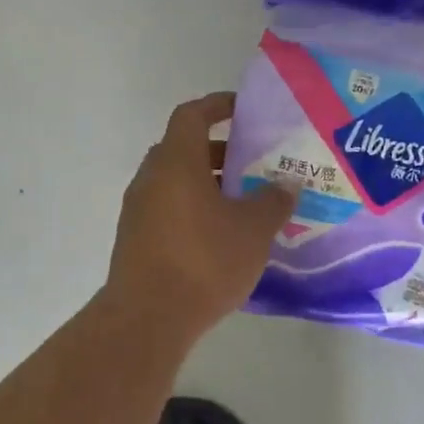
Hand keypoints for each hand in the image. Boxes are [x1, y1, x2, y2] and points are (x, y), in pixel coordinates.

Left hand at [105, 93, 296, 346]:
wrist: (148, 318)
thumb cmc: (204, 260)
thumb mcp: (253, 230)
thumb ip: (274, 201)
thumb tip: (287, 184)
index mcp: (176, 162)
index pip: (192, 115)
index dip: (217, 106)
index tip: (243, 109)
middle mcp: (151, 179)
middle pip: (183, 149)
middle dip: (219, 151)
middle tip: (254, 162)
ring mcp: (138, 211)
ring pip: (176, 183)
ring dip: (208, 184)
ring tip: (245, 203)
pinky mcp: (136, 240)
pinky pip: (169, 210)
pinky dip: (195, 210)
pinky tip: (222, 236)